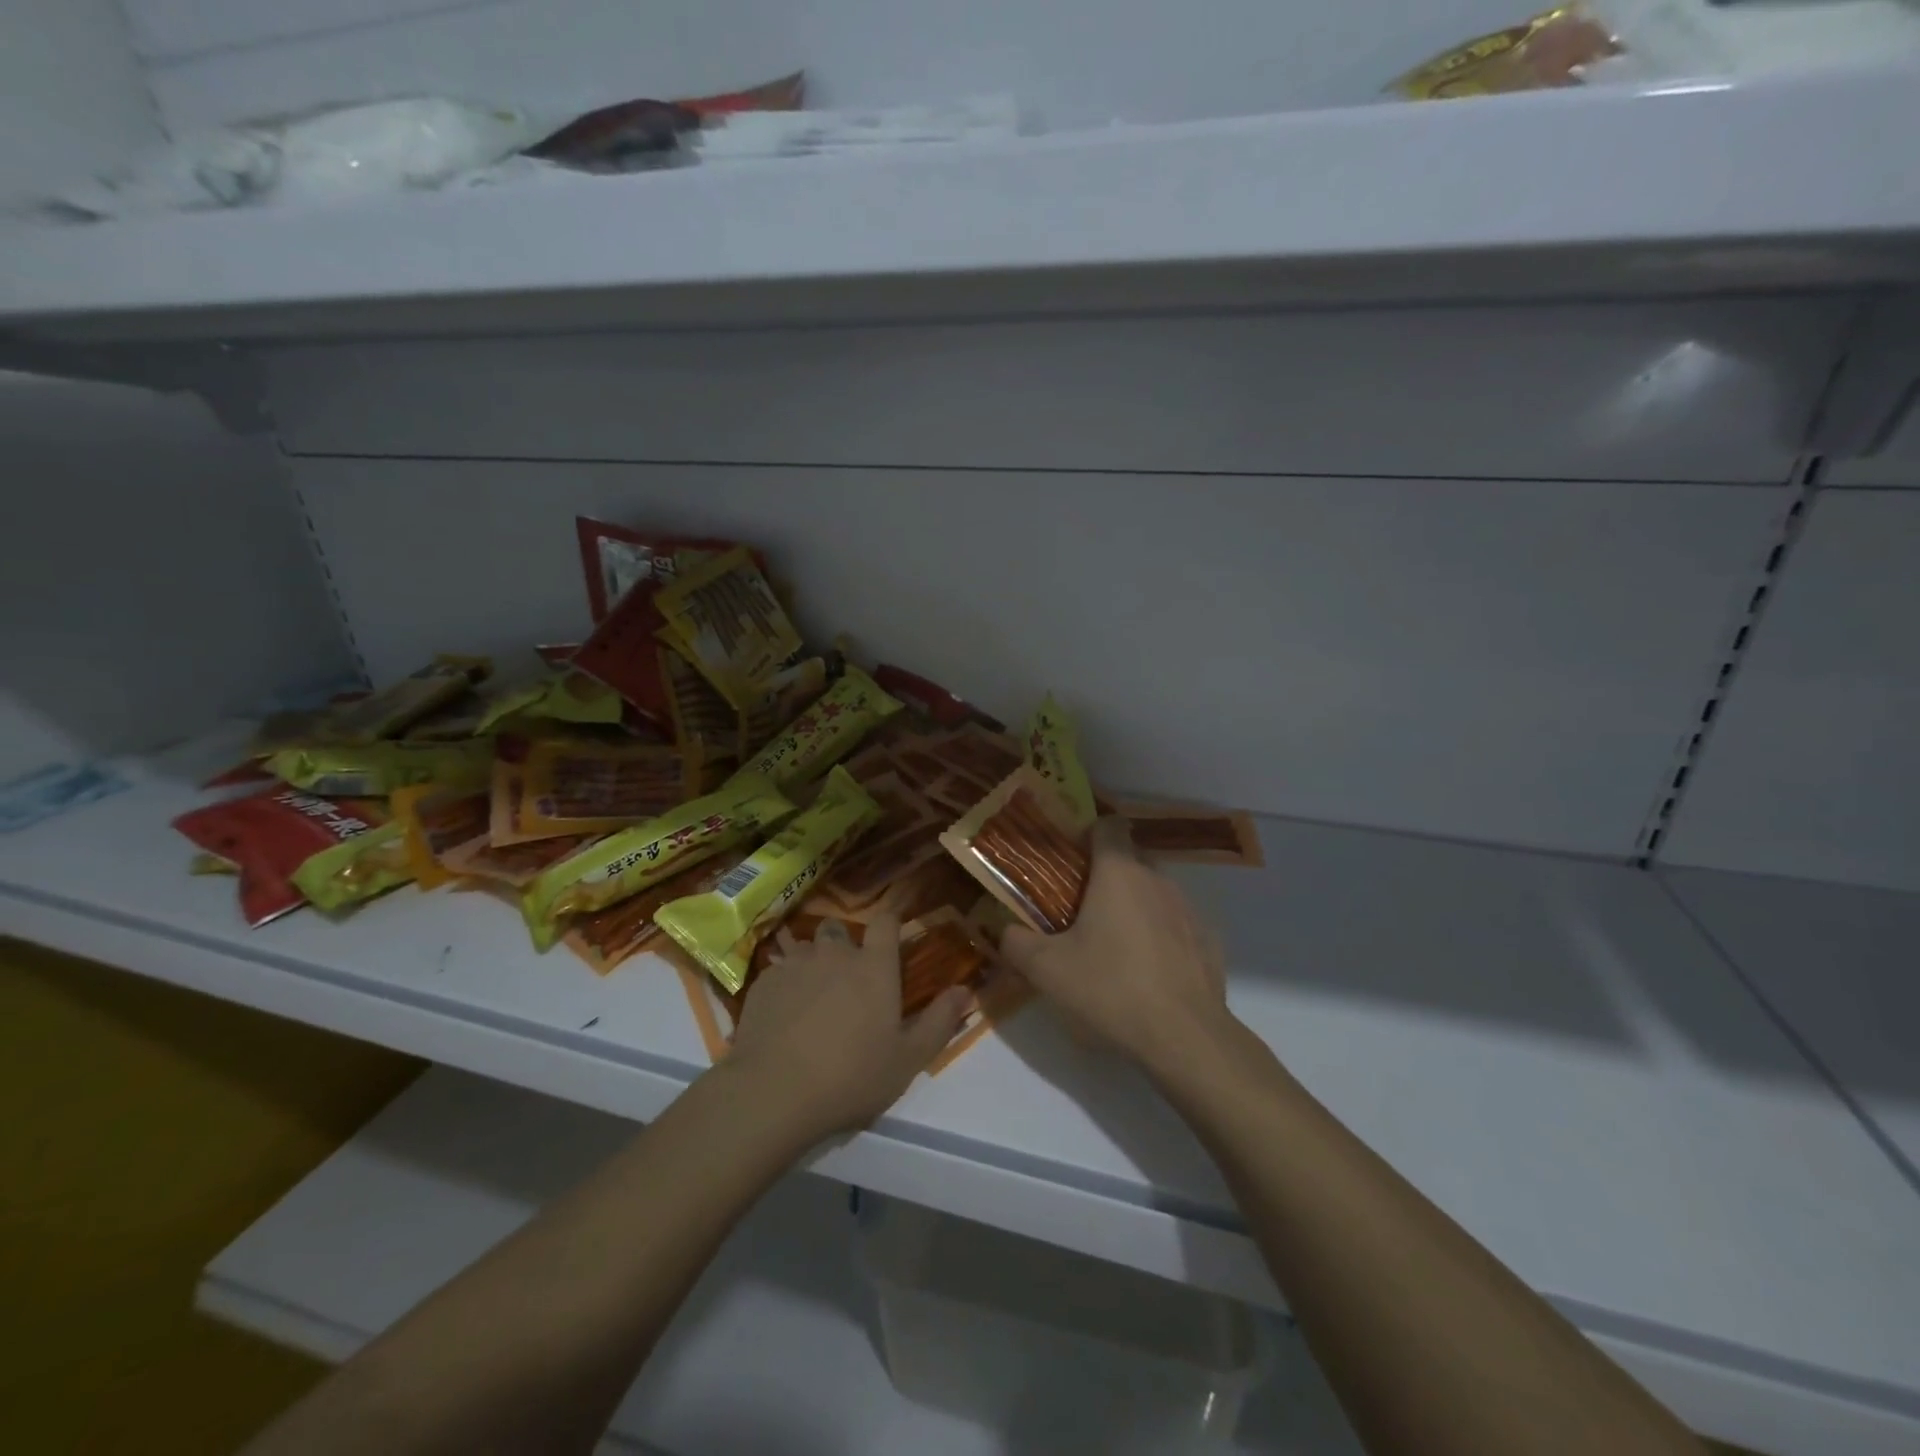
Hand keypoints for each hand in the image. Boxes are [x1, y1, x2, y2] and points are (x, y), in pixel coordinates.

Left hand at [726, 914, 970, 1139]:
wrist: (774, 1093)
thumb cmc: (851, 1076)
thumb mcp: (907, 1059)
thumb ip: (940, 1021)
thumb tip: (966, 990)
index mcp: (874, 966)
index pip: (886, 921)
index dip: (889, 923)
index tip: (891, 936)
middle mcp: (835, 953)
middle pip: (840, 929)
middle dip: (844, 944)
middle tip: (848, 979)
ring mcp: (795, 964)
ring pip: (806, 947)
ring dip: (812, 961)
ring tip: (813, 994)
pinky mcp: (763, 982)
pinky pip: (778, 969)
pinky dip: (785, 983)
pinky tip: (783, 1013)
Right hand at [998, 817, 1234, 1076]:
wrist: (1185, 1038)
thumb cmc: (1110, 989)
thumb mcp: (1046, 970)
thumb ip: (1016, 943)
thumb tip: (1004, 931)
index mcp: (1119, 873)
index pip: (1108, 826)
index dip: (1087, 834)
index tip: (1069, 861)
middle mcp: (1158, 879)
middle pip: (1130, 859)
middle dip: (1107, 876)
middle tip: (1080, 910)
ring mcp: (1189, 909)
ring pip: (1155, 891)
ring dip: (1134, 906)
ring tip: (1113, 945)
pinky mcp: (1209, 940)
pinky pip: (1177, 924)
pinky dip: (1161, 936)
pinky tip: (1147, 972)